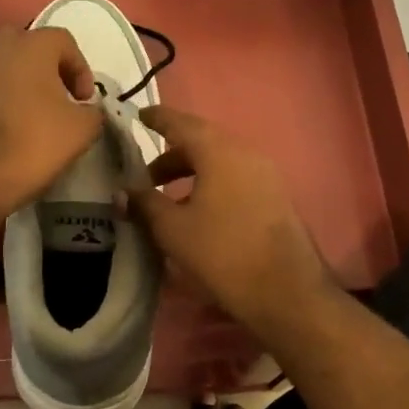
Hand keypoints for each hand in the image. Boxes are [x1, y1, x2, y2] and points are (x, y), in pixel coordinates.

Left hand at [0, 26, 103, 213]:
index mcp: (31, 45)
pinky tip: (4, 130)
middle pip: (29, 49)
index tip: (84, 101)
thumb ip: (92, 112)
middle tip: (58, 102)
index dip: (80, 70)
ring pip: (3, 68)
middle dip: (47, 72)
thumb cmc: (29, 143)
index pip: (64, 42)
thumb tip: (86, 109)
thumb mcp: (80, 131)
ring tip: (30, 119)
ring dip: (20, 86)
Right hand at [126, 106, 337, 331]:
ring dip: (191, 173)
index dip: (158, 118)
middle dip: (171, 155)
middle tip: (145, 176)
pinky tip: (198, 212)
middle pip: (202, 142)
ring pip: (220, 162)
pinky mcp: (275, 197)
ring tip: (167, 199)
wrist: (285, 291)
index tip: (139, 117)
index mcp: (219, 151)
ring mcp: (265, 174)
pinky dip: (211, 184)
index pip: (181, 123)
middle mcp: (245, 153)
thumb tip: (122, 191)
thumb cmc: (222, 252)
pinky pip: (235, 178)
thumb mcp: (172, 229)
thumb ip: (144, 204)